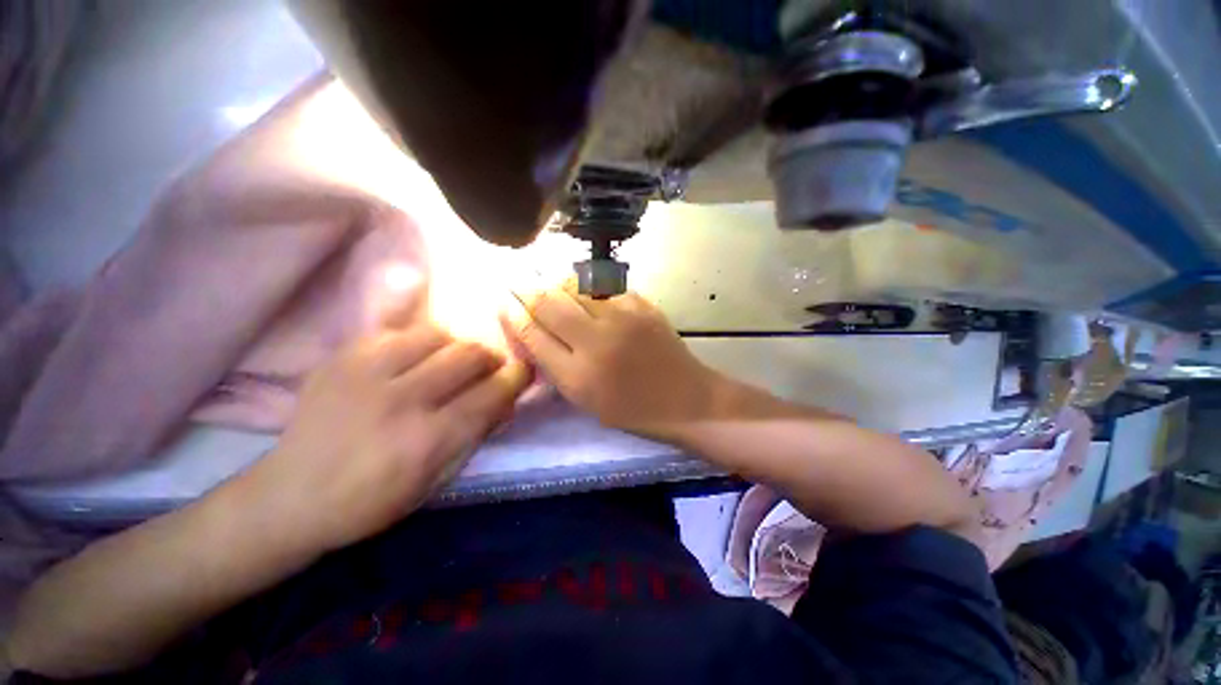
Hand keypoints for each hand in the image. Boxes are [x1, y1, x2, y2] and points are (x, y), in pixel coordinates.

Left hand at [246, 310, 530, 554]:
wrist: (288, 497)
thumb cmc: (371, 501)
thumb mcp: (436, 482)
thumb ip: (476, 436)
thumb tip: (506, 400)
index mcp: (427, 440)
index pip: (491, 394)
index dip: (517, 377)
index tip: (525, 371)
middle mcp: (401, 400)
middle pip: (468, 355)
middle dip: (491, 358)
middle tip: (489, 368)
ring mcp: (367, 373)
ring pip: (437, 334)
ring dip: (456, 346)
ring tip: (451, 361)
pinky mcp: (343, 358)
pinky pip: (396, 328)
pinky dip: (418, 338)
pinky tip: (417, 354)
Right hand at [503, 283, 722, 439]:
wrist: (686, 400)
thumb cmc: (633, 410)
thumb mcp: (585, 401)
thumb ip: (556, 367)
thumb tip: (531, 333)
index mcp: (578, 376)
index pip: (533, 334)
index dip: (513, 314)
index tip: (502, 301)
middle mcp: (596, 342)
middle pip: (548, 303)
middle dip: (525, 288)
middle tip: (515, 279)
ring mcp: (622, 318)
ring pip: (575, 286)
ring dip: (556, 283)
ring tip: (549, 283)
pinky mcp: (643, 305)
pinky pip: (605, 286)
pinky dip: (588, 285)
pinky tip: (584, 288)